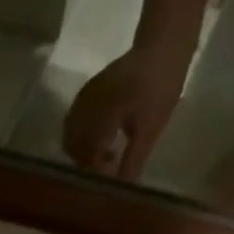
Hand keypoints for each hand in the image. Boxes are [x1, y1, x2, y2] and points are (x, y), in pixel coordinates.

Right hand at [62, 46, 187, 179]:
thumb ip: (133, 159)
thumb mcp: (151, 127)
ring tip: (104, 158)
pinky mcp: (86, 93)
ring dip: (82, 152)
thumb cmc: (162, 85)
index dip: (95, 173)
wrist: (163, 44)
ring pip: (70, 135)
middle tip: (105, 172)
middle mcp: (88, 103)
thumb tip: (122, 189)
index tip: (106, 186)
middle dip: (85, 164)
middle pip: (73, 146)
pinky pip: (74, 122)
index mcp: (105, 111)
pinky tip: (101, 142)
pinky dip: (81, 138)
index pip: (89, 152)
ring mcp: (85, 96)